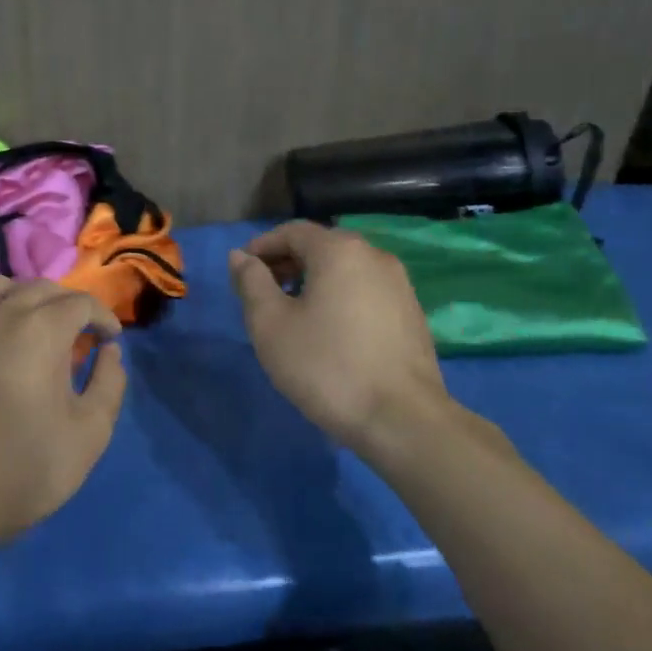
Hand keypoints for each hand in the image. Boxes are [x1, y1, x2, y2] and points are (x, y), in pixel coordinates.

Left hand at [0, 274, 127, 548]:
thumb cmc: (28, 465)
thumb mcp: (91, 431)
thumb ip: (109, 383)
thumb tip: (109, 352)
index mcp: (41, 330)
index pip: (80, 302)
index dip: (102, 317)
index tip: (110, 340)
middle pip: (39, 287)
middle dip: (67, 304)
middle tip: (79, 334)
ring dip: (19, 293)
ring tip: (31, 322)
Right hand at [228, 221, 462, 457]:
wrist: (401, 419)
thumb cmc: (326, 366)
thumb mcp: (270, 324)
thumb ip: (251, 283)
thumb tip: (240, 257)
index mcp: (339, 250)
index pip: (292, 231)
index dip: (261, 246)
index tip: (241, 272)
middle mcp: (375, 256)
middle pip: (321, 246)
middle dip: (286, 262)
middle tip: (261, 293)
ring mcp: (400, 285)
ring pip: (345, 269)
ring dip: (313, 281)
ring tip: (291, 314)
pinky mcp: (411, 314)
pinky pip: (365, 291)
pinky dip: (339, 297)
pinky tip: (328, 331)